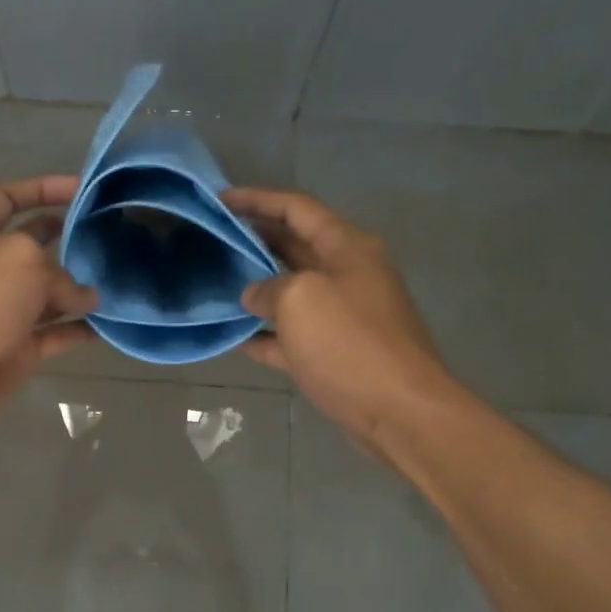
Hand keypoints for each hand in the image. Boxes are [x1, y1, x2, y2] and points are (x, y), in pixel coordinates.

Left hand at [0, 176, 98, 432]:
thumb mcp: (21, 260)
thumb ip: (60, 271)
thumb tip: (86, 298)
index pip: (6, 198)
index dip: (41, 188)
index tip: (82, 190)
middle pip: (33, 246)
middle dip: (67, 239)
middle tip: (109, 236)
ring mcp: (4, 312)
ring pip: (50, 294)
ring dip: (81, 289)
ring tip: (119, 280)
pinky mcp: (19, 350)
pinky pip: (57, 335)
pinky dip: (81, 330)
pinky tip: (111, 323)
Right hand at [224, 187, 452, 454]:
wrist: (400, 411)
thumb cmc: (350, 344)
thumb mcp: (300, 300)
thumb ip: (268, 287)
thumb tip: (254, 295)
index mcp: (346, 247)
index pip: (296, 208)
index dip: (257, 199)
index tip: (220, 200)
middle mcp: (346, 274)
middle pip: (293, 246)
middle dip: (253, 240)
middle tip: (210, 240)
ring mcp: (342, 315)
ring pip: (290, 292)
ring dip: (255, 287)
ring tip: (214, 284)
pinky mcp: (335, 353)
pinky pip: (292, 335)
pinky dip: (265, 334)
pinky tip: (233, 337)